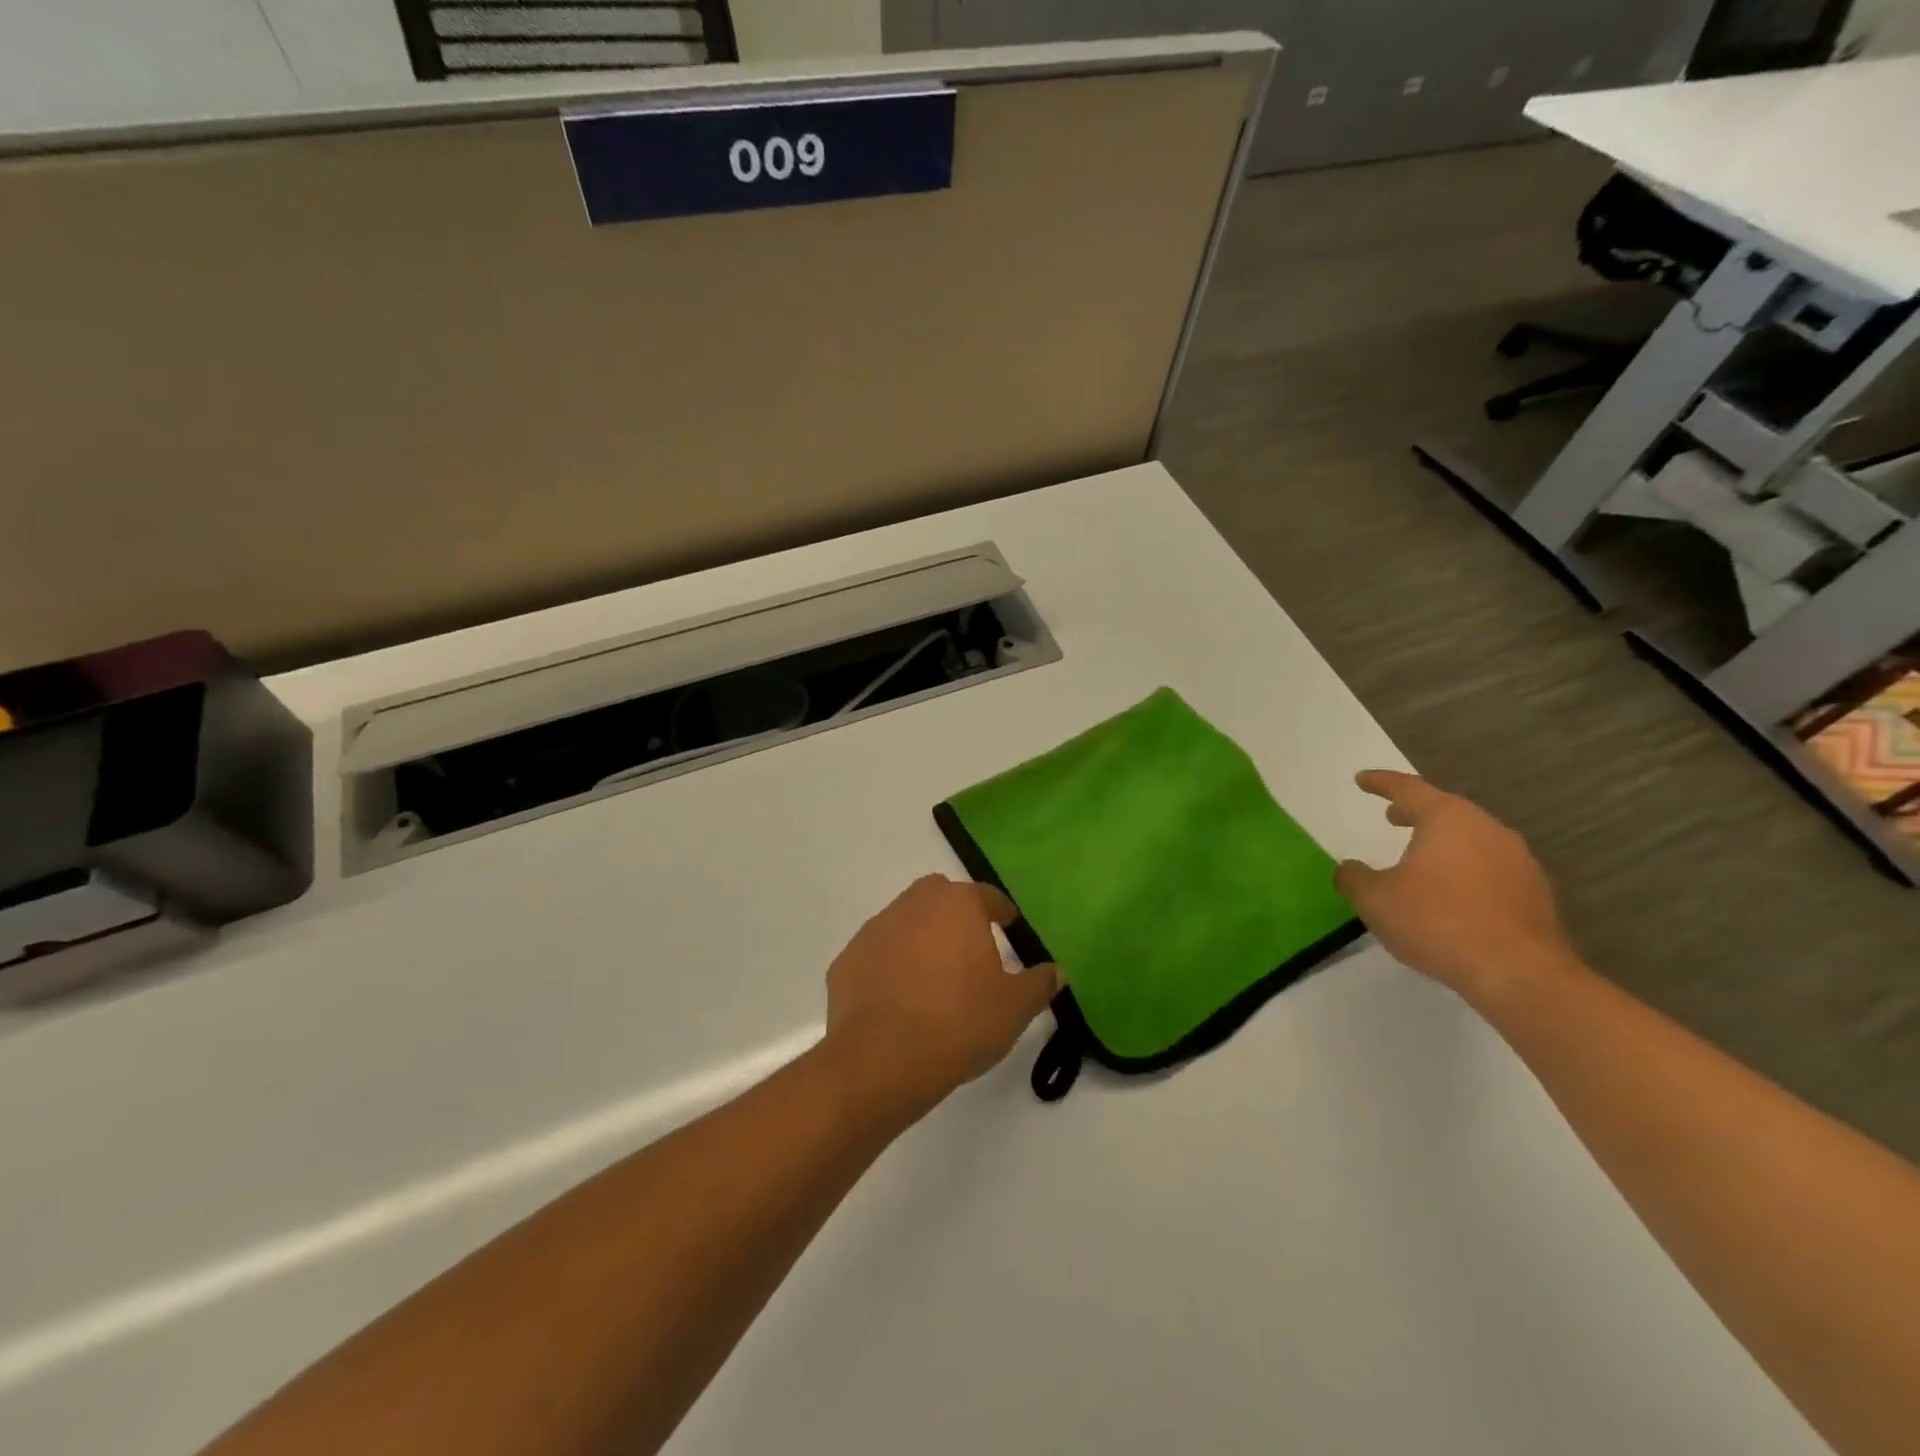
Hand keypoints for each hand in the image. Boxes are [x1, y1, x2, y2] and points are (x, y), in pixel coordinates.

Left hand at [823, 875, 1059, 1109]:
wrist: (882, 1058)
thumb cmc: (960, 1022)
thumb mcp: (1014, 1008)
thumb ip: (1039, 984)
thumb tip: (1056, 971)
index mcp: (958, 905)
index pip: (987, 896)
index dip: (1001, 911)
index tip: (1010, 927)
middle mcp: (913, 905)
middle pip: (940, 897)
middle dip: (956, 914)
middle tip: (970, 948)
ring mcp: (875, 930)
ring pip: (904, 921)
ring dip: (920, 938)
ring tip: (933, 978)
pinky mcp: (847, 959)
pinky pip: (877, 954)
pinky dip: (889, 967)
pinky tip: (899, 1000)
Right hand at [1333, 771, 1575, 1002]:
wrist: (1520, 974)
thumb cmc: (1438, 923)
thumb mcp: (1375, 900)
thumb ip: (1354, 878)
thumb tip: (1349, 869)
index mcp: (1447, 819)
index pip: (1408, 788)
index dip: (1381, 782)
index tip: (1362, 780)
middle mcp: (1487, 828)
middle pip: (1445, 809)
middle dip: (1415, 811)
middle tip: (1392, 816)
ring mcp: (1518, 859)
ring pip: (1471, 838)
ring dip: (1443, 841)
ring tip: (1421, 857)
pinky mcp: (1535, 891)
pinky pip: (1490, 867)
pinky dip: (1465, 869)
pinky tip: (1452, 893)